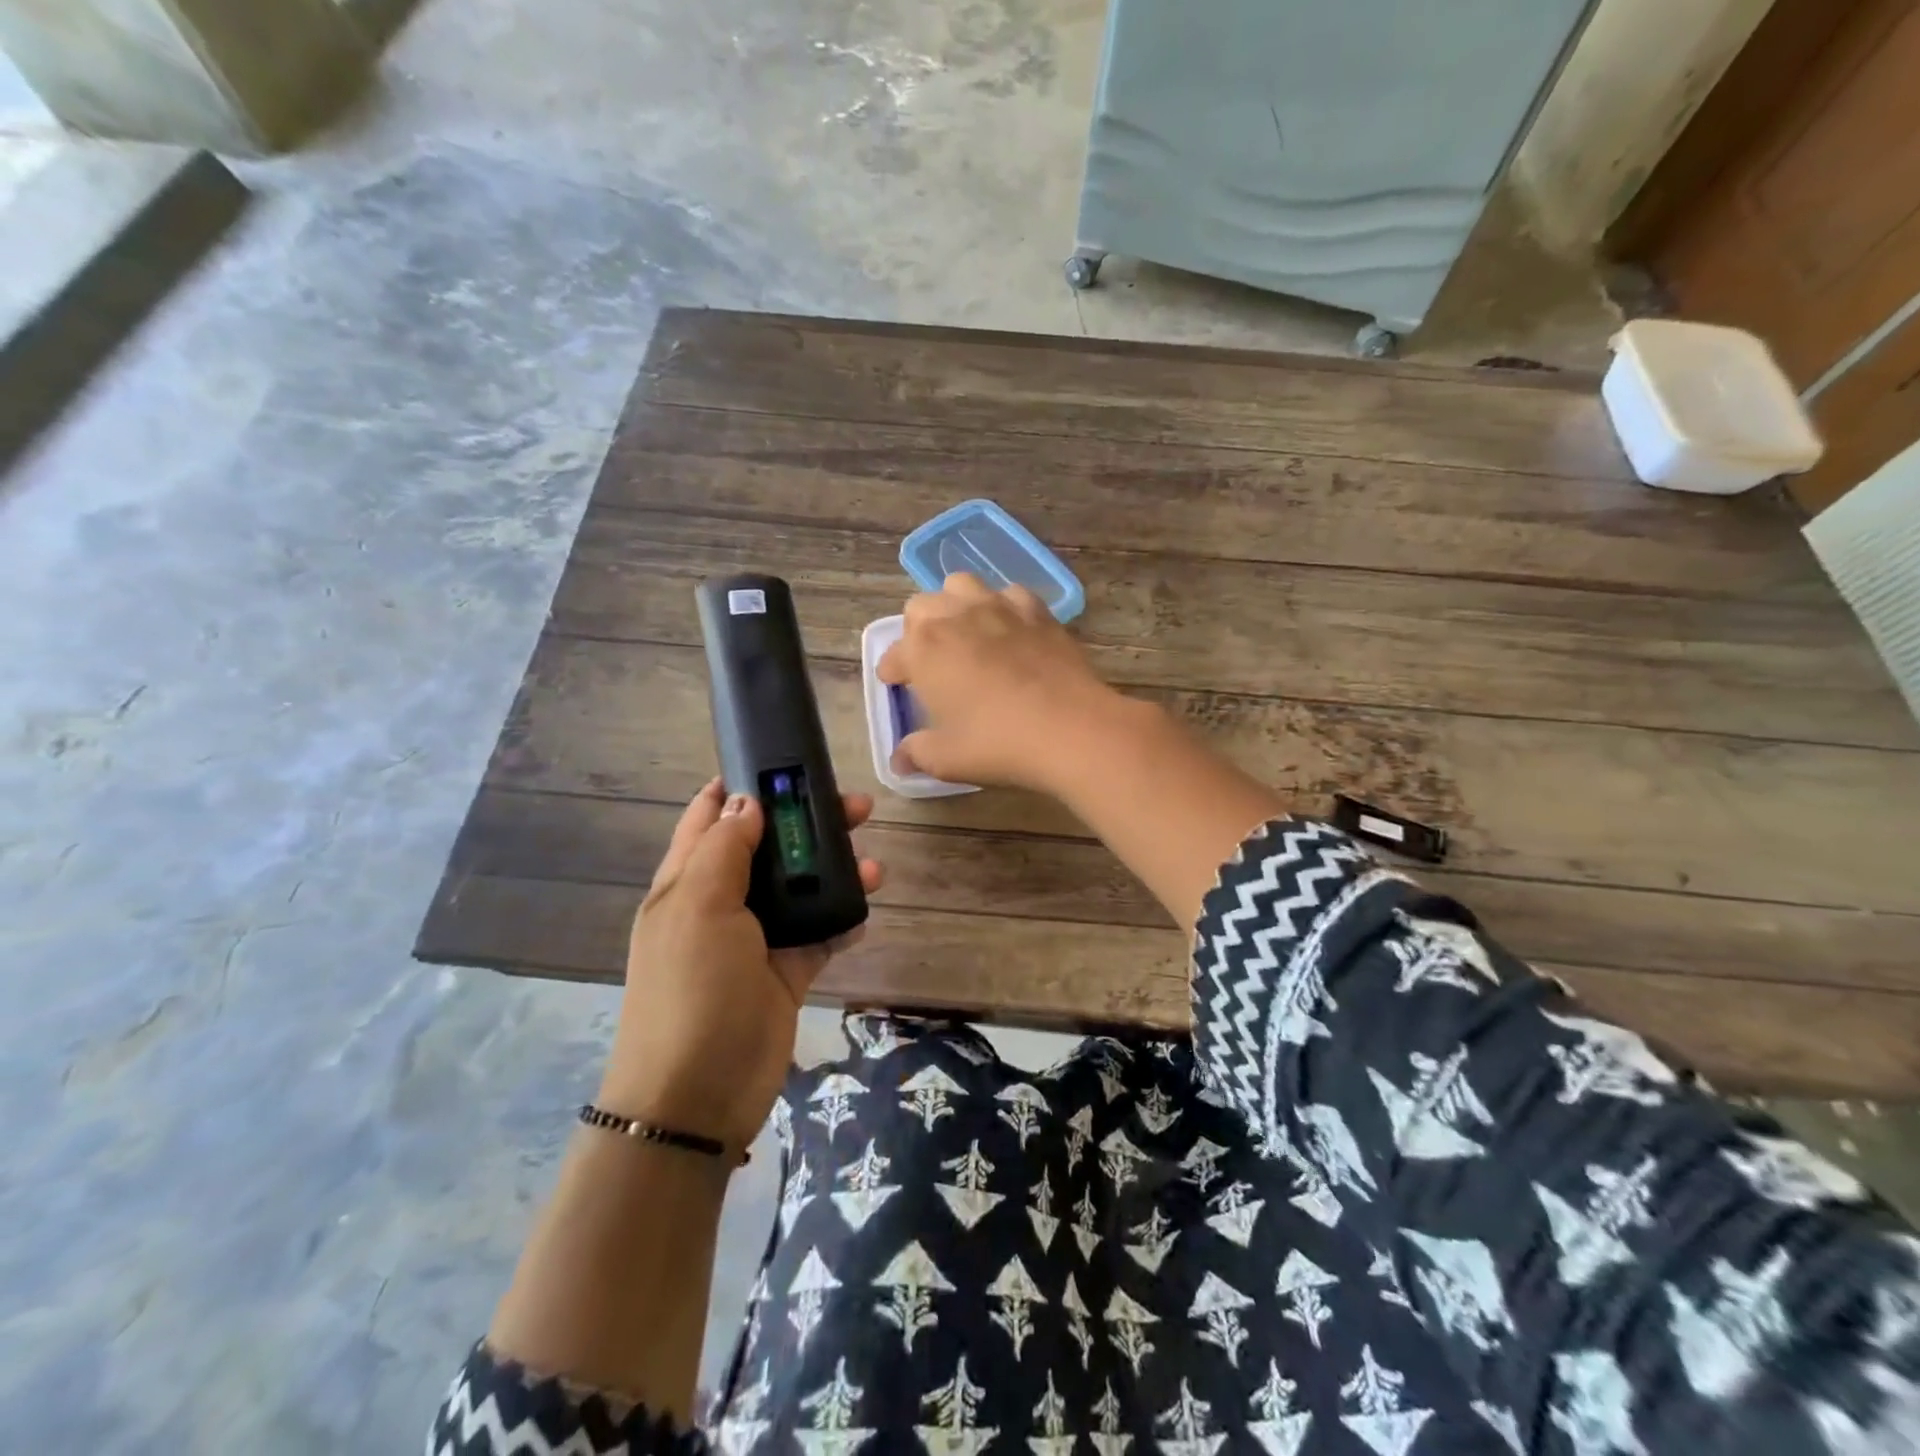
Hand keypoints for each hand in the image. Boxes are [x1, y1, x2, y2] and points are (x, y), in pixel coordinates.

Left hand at [600, 779, 883, 1152]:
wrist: (698, 1097)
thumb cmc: (691, 989)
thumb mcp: (698, 908)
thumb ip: (724, 850)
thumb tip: (744, 801)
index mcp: (687, 882)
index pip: (709, 819)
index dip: (739, 787)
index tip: (783, 764)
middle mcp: (721, 904)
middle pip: (768, 848)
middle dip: (807, 824)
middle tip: (856, 807)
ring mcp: (755, 939)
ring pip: (800, 888)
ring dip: (835, 871)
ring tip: (874, 864)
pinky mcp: (786, 972)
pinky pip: (820, 934)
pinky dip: (843, 919)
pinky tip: (865, 910)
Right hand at [877, 572, 1129, 791]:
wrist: (1069, 727)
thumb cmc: (996, 743)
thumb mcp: (947, 758)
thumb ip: (917, 753)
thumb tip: (900, 760)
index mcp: (923, 649)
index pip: (894, 653)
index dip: (891, 670)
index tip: (895, 683)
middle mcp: (955, 616)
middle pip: (921, 606)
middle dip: (918, 629)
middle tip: (929, 659)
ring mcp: (998, 607)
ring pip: (962, 585)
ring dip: (955, 604)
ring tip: (964, 631)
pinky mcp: (1037, 611)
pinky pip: (1010, 594)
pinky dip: (1003, 606)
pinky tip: (1009, 629)